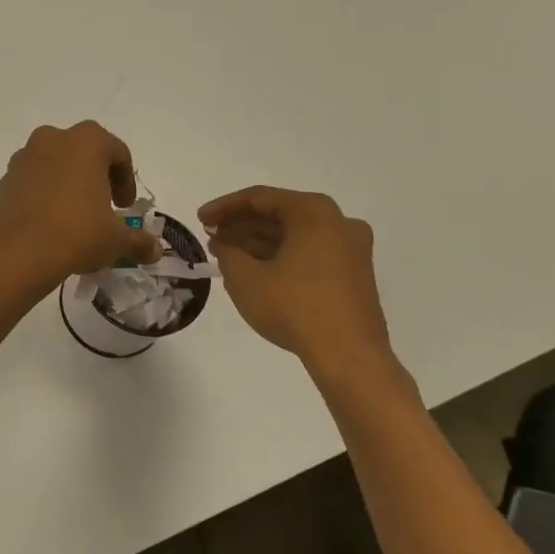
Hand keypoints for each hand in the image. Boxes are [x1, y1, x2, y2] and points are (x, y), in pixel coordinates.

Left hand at [0, 122, 161, 286]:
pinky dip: (42, 195)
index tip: (125, 207)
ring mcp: (23, 159)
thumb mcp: (116, 239)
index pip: (117, 152)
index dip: (126, 180)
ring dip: (66, 183)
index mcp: (85, 142)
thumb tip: (155, 251)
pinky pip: (30, 182)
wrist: (19, 252)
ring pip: (53, 165)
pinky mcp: (3, 181)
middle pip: (82, 152)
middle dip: (95, 176)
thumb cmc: (77, 233)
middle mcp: (52, 140)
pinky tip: (48, 224)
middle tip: (102, 206)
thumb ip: (139, 241)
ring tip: (73, 216)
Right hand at [198, 186, 396, 382]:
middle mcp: (338, 222)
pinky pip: (310, 252)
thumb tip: (225, 244)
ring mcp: (351, 249)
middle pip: (280, 214)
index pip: (260, 198)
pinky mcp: (354, 274)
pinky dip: (281, 256)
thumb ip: (227, 252)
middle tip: (212, 237)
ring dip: (259, 242)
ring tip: (227, 256)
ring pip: (295, 235)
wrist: (348, 355)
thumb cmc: (294, 307)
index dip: (224, 207)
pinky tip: (256, 271)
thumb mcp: (245, 278)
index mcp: (314, 213)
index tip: (200, 219)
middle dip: (242, 225)